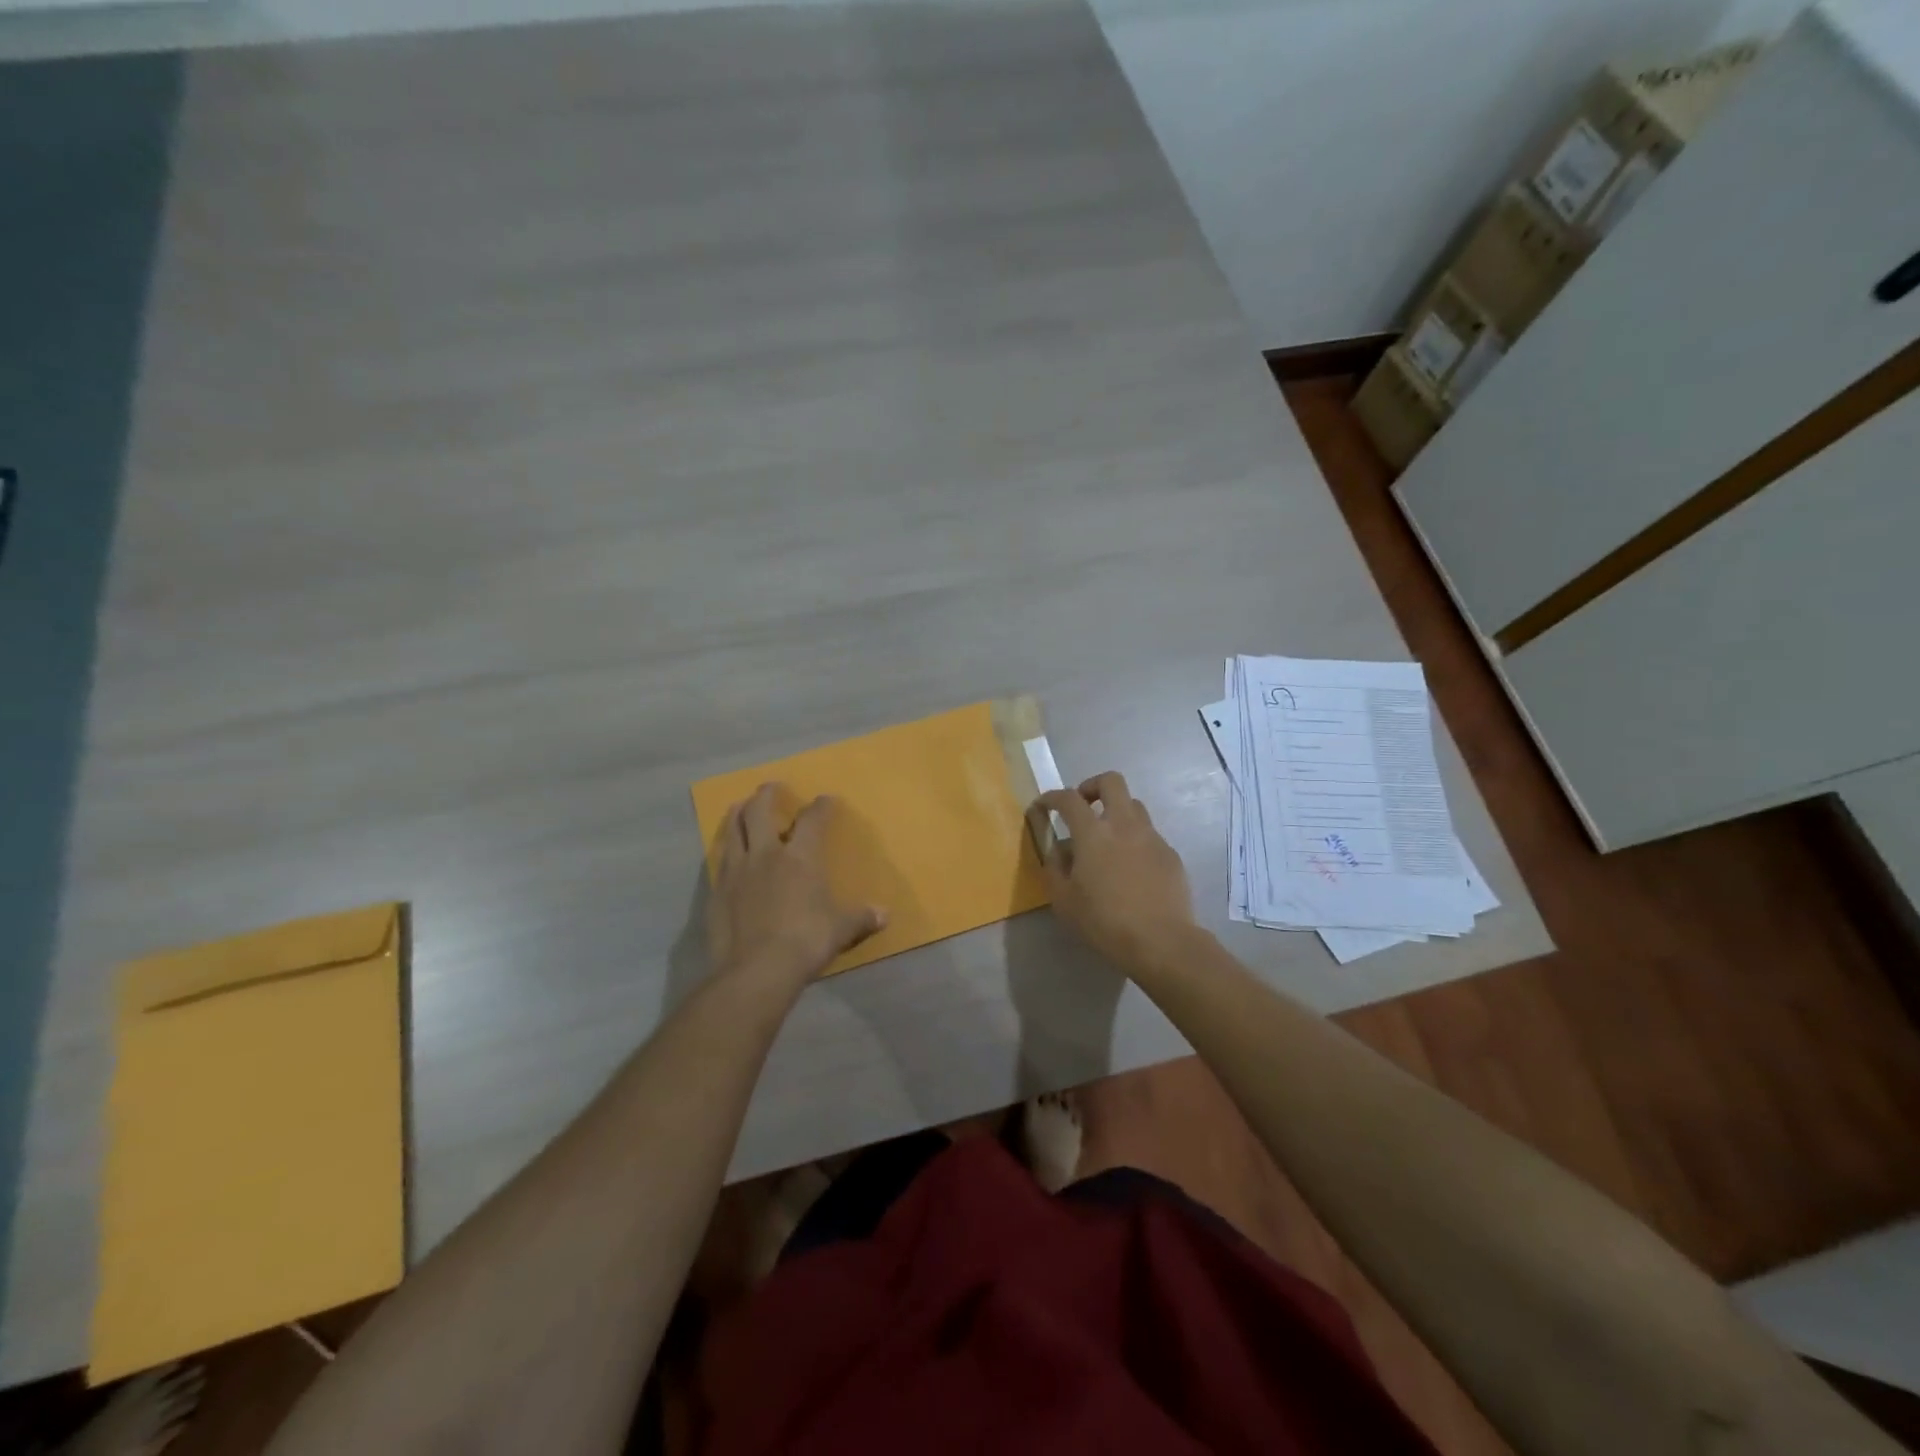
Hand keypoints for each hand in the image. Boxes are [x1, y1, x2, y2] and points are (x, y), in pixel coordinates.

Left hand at [707, 783, 886, 991]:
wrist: (756, 971)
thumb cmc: (805, 942)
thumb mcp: (840, 930)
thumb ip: (861, 918)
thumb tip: (884, 915)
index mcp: (800, 858)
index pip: (812, 820)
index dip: (821, 807)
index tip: (826, 799)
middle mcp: (765, 855)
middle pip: (760, 811)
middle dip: (767, 795)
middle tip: (771, 787)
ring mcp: (736, 872)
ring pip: (733, 830)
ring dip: (738, 814)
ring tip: (740, 807)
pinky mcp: (717, 892)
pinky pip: (720, 861)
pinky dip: (726, 850)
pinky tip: (728, 855)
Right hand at [1035, 771, 1194, 968]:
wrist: (1161, 941)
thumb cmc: (1104, 921)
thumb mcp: (1063, 900)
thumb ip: (1055, 867)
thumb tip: (1059, 849)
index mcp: (1093, 833)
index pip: (1068, 798)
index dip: (1052, 797)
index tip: (1043, 806)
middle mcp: (1124, 824)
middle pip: (1111, 781)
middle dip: (1092, 786)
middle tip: (1083, 807)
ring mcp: (1151, 837)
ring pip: (1134, 805)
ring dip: (1116, 812)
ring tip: (1107, 839)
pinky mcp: (1170, 854)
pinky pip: (1149, 835)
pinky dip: (1135, 840)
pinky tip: (1131, 868)